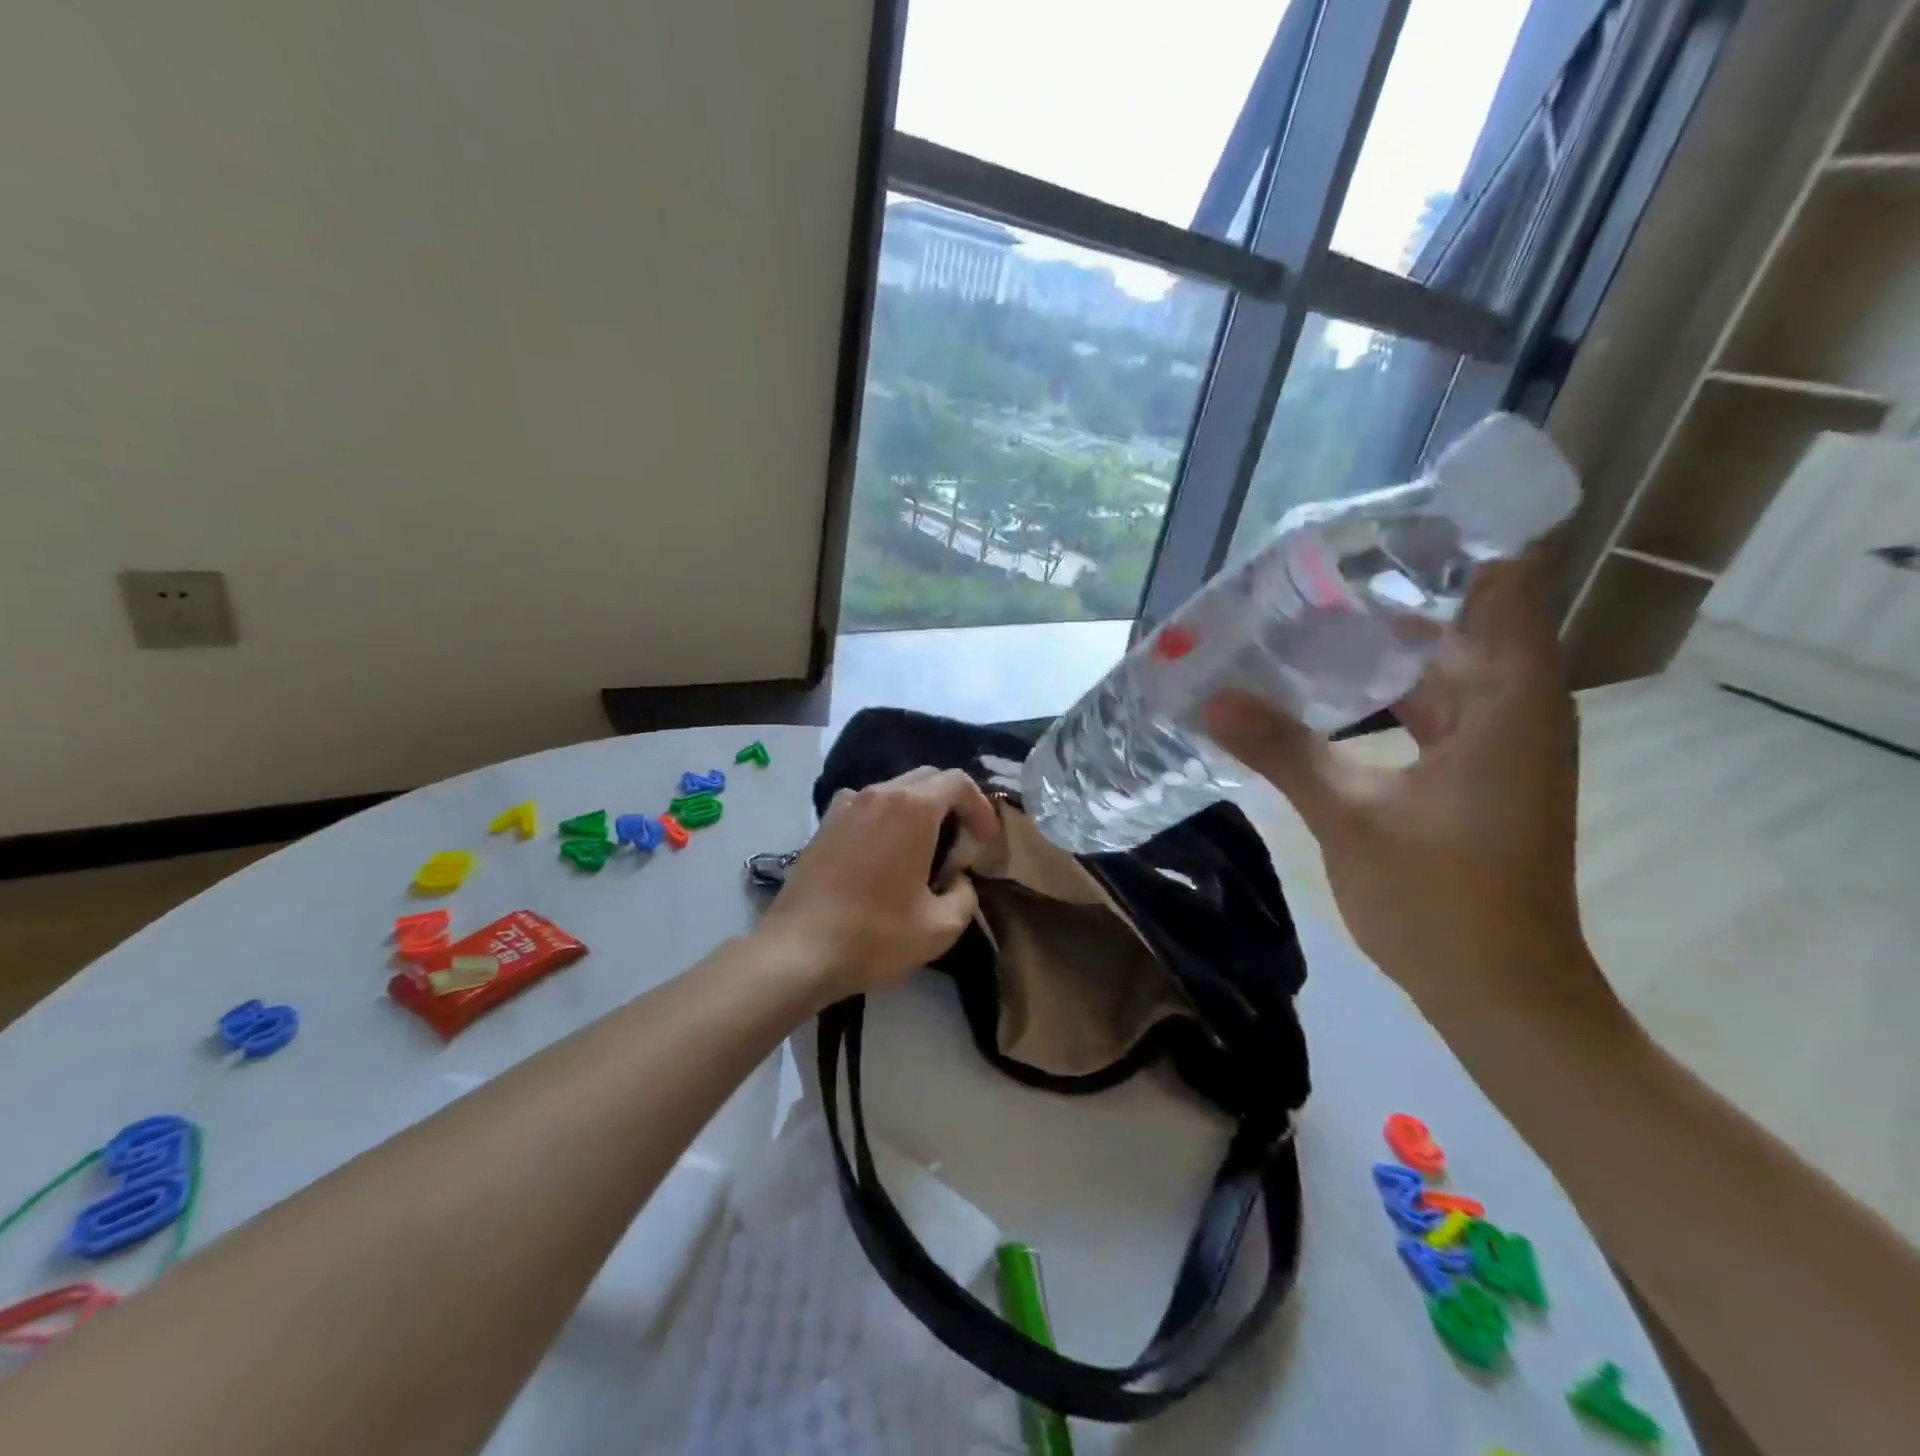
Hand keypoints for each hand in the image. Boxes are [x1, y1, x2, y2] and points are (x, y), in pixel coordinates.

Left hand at [753, 767, 998, 1005]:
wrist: (797, 951)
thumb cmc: (875, 935)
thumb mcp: (940, 927)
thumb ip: (965, 896)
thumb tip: (959, 881)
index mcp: (912, 808)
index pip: (959, 782)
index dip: (981, 808)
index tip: (985, 843)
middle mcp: (878, 793)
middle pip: (928, 778)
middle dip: (952, 804)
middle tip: (960, 846)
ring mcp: (845, 806)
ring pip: (895, 790)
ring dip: (918, 811)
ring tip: (923, 852)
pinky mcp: (824, 824)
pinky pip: (866, 806)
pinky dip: (886, 819)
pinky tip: (883, 856)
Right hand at [1202, 561, 1598, 1025]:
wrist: (1503, 996)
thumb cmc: (1441, 900)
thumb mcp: (1349, 816)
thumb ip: (1282, 748)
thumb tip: (1210, 697)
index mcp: (1506, 701)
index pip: (1502, 583)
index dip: (1449, 542)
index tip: (1373, 524)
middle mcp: (1515, 708)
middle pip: (1455, 623)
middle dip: (1380, 600)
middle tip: (1298, 583)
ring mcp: (1498, 745)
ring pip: (1436, 671)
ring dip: (1374, 652)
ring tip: (1295, 630)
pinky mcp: (1477, 777)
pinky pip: (1429, 711)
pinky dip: (1380, 697)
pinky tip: (1321, 698)